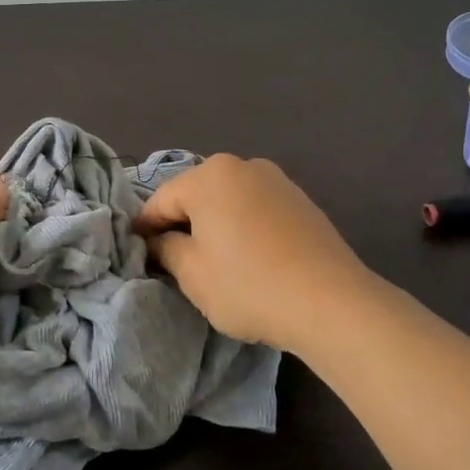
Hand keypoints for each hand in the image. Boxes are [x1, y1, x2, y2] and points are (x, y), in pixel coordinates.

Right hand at [134, 154, 375, 351]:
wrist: (332, 303)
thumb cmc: (249, 285)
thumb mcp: (192, 273)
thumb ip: (166, 248)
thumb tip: (159, 240)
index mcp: (210, 175)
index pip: (162, 200)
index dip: (146, 228)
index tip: (138, 253)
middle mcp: (243, 165)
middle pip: (196, 195)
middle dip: (182, 223)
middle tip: (174, 260)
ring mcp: (277, 180)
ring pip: (228, 201)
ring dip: (214, 225)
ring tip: (213, 261)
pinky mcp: (301, 201)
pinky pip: (256, 209)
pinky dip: (244, 227)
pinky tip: (248, 257)